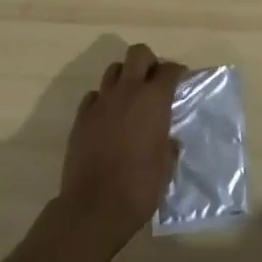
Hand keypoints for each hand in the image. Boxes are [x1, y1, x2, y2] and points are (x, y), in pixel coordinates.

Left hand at [55, 42, 184, 255]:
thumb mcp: (166, 166)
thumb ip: (168, 145)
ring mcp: (101, 102)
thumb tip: (169, 139)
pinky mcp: (81, 117)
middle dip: (148, 61)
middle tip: (153, 80)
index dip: (177, 72)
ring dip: (124, 77)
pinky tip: (107, 117)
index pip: (169, 70)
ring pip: (113, 70)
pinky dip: (103, 100)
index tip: (180, 80)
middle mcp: (127, 92)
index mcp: (154, 100)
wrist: (94, 208)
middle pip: (138, 54)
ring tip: (130, 97)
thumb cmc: (139, 187)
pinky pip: (93, 96)